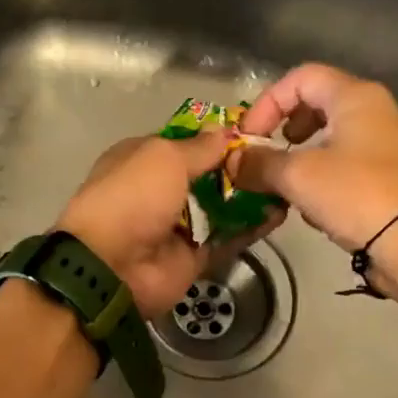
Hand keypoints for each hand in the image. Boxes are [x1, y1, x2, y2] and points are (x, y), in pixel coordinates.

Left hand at [56, 131, 284, 320]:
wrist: (113, 266)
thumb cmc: (132, 197)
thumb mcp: (164, 157)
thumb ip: (200, 147)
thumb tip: (228, 131)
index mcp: (142, 160)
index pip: (184, 144)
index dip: (215, 138)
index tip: (253, 132)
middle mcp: (159, 192)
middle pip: (207, 176)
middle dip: (239, 167)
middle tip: (277, 157)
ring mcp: (178, 226)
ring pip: (221, 208)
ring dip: (250, 196)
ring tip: (285, 182)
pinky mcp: (195, 257)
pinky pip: (228, 238)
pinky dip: (251, 228)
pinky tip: (280, 212)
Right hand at [230, 63, 397, 250]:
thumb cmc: (355, 194)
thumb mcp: (297, 176)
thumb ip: (259, 164)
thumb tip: (231, 161)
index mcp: (355, 97)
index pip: (301, 78)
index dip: (267, 103)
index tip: (248, 137)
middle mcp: (373, 111)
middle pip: (316, 105)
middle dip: (283, 130)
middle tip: (266, 155)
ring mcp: (382, 145)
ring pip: (328, 138)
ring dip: (298, 158)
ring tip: (283, 184)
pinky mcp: (385, 176)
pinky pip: (343, 164)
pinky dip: (319, 177)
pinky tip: (310, 206)